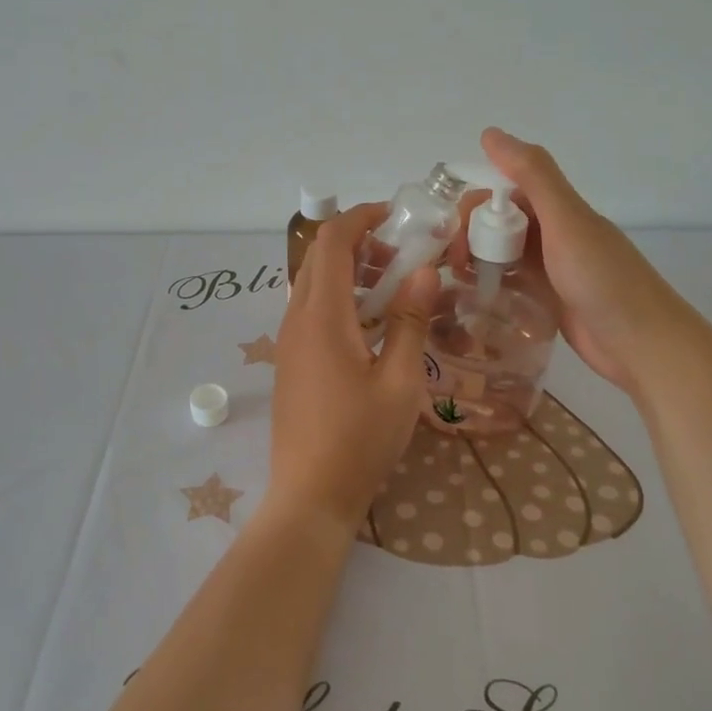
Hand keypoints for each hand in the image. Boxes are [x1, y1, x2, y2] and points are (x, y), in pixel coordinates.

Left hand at [269, 203, 437, 533]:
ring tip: (394, 287)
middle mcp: (297, 318)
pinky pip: (311, 309)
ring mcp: (289, 340)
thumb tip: (422, 271)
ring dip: (349, 271)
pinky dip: (339, 297)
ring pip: (313, 283)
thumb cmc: (360, 439)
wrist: (310, 494)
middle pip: (319, 258)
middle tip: (403, 254)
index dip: (360, 218)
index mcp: (322, 316)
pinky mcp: (291, 360)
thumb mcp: (399, 381)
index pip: (332, 242)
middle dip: (359, 242)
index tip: (395, 216)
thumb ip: (409, 321)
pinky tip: (372, 323)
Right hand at [471, 127, 704, 397]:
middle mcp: (553, 234)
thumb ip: (532, 175)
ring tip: (454, 281)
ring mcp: (550, 269)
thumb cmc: (604, 280)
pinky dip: (490, 284)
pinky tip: (472, 297)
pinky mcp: (548, 300)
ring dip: (476, 259)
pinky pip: (510, 283)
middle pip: (499, 223)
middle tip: (453, 264)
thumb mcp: (566, 221)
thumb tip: (490, 132)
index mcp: (558, 209)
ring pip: (502, 253)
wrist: (643, 345)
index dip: (475, 206)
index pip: (503, 192)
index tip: (453, 232)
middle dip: (470, 235)